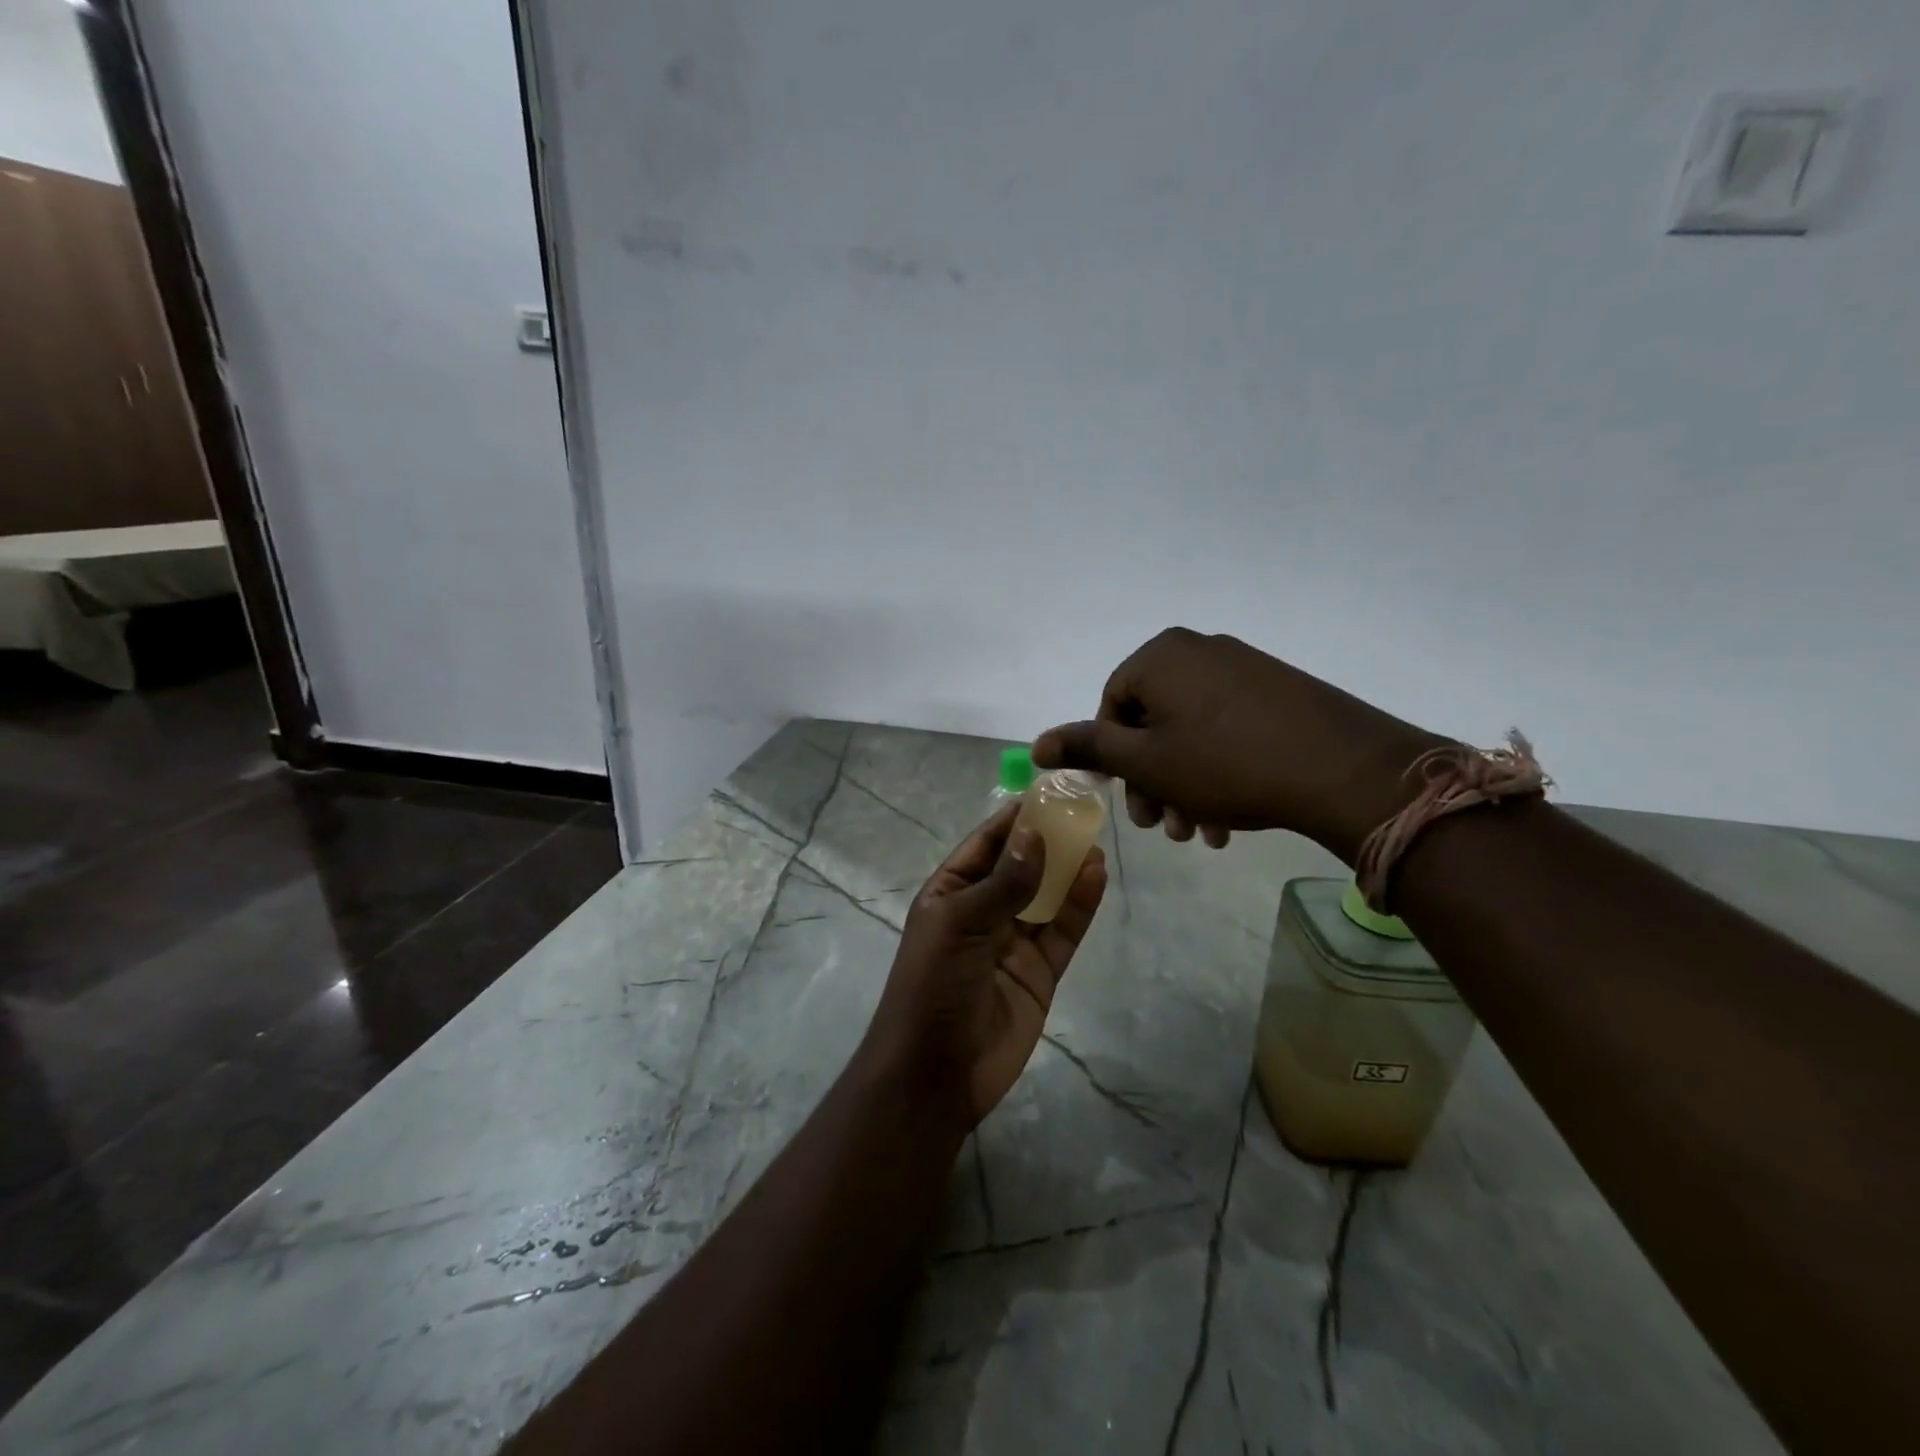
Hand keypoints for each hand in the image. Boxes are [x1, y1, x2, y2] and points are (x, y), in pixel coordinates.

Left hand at [862, 804, 1106, 1127]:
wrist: (937, 1072)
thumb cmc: (933, 986)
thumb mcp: (960, 924)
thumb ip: (1002, 883)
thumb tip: (1035, 836)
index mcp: (950, 893)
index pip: (985, 845)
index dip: (1015, 820)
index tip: (1047, 793)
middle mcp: (982, 912)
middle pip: (1020, 867)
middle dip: (1047, 840)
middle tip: (1082, 810)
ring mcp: (1013, 942)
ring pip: (1046, 896)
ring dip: (1067, 869)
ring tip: (1094, 838)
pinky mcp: (1040, 972)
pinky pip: (1063, 931)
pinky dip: (1079, 905)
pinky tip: (1096, 876)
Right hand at [1032, 627, 1445, 862]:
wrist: (1342, 769)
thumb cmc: (1224, 763)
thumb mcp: (1145, 762)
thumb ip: (1089, 749)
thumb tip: (1037, 744)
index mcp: (1161, 656)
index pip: (1112, 708)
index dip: (1116, 761)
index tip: (1134, 802)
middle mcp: (1200, 651)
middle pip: (1153, 723)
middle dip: (1153, 782)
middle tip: (1164, 827)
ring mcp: (1244, 669)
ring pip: (1192, 733)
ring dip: (1186, 786)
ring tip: (1201, 833)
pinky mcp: (1279, 691)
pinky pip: (1229, 730)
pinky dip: (1219, 771)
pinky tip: (1230, 819)